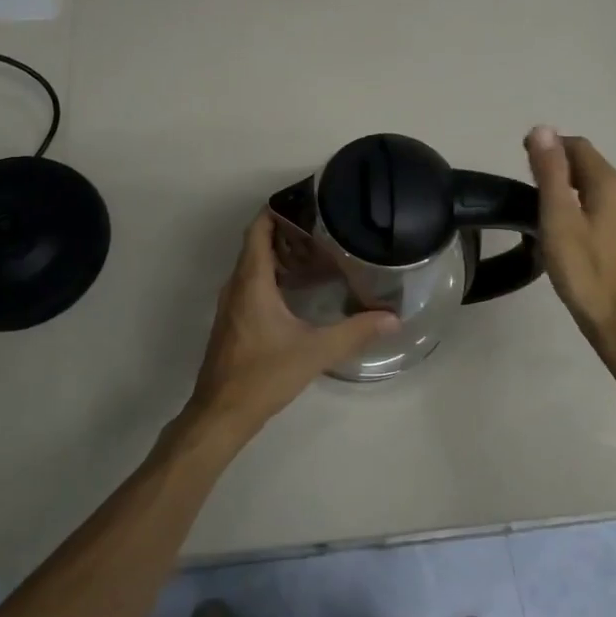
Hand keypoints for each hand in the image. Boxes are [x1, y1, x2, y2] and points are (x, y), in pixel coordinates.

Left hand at [184, 211, 398, 444]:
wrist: (222, 414)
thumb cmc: (264, 376)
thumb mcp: (315, 352)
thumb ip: (355, 332)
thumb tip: (393, 318)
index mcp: (251, 282)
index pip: (258, 230)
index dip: (277, 211)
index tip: (306, 202)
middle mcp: (236, 286)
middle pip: (256, 244)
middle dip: (285, 231)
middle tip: (322, 228)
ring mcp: (231, 304)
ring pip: (252, 265)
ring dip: (279, 255)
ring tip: (315, 254)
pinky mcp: (232, 321)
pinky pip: (250, 284)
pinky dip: (271, 276)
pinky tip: (297, 291)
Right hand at [525, 126, 615, 363]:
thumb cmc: (585, 271)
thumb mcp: (558, 219)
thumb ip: (550, 172)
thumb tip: (542, 129)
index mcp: (613, 184)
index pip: (578, 146)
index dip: (549, 146)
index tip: (521, 160)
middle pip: (590, 166)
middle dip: (559, 167)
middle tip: (528, 187)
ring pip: (599, 188)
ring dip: (571, 188)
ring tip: (544, 209)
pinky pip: (607, 208)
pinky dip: (585, 207)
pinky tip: (570, 230)